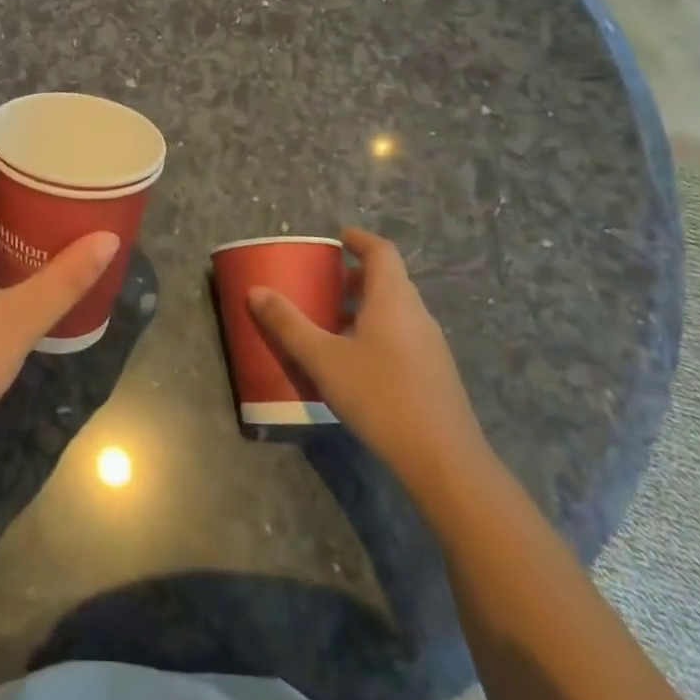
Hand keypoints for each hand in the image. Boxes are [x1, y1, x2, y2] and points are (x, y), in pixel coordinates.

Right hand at [249, 228, 488, 493]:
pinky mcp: (434, 373)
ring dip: (364, 305)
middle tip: (322, 281)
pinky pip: (402, 335)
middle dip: (354, 275)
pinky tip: (353, 360)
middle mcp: (416, 314)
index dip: (359, 239)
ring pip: (395, 309)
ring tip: (330, 320)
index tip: (335, 238)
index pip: (381, 251)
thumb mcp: (323, 359)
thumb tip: (256, 291)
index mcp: (392, 298)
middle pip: (388, 279)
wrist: (444, 461)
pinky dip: (376, 331)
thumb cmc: (380, 396)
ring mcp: (430, 345)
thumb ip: (288, 324)